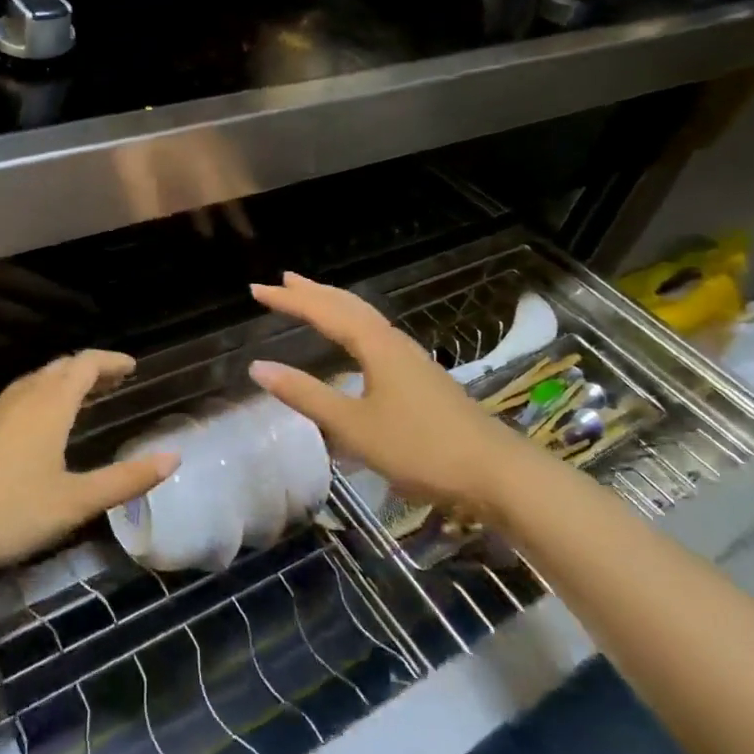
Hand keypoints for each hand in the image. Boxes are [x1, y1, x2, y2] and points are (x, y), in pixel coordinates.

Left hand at [0, 350, 178, 567]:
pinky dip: (42, 395)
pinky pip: (20, 395)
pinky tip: (41, 421)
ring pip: (37, 380)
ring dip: (64, 380)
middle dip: (90, 368)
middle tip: (113, 380)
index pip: (86, 364)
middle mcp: (24, 395)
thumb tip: (172, 458)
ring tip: (83, 396)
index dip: (111, 361)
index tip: (131, 367)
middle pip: (61, 367)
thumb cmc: (12, 508)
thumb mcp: (75, 501)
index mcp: (52, 402)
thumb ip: (125, 480)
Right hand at [246, 273, 532, 514]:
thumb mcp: (354, 426)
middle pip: (347, 305)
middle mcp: (392, 342)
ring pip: (365, 317)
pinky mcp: (421, 376)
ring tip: (312, 297)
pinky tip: (355, 339)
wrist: (497, 473)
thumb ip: (306, 395)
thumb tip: (258, 367)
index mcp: (375, 346)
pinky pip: (375, 333)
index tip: (256, 290)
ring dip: (334, 303)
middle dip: (313, 292)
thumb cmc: (421, 448)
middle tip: (282, 280)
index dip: (289, 300)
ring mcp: (411, 358)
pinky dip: (352, 322)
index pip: (323, 312)